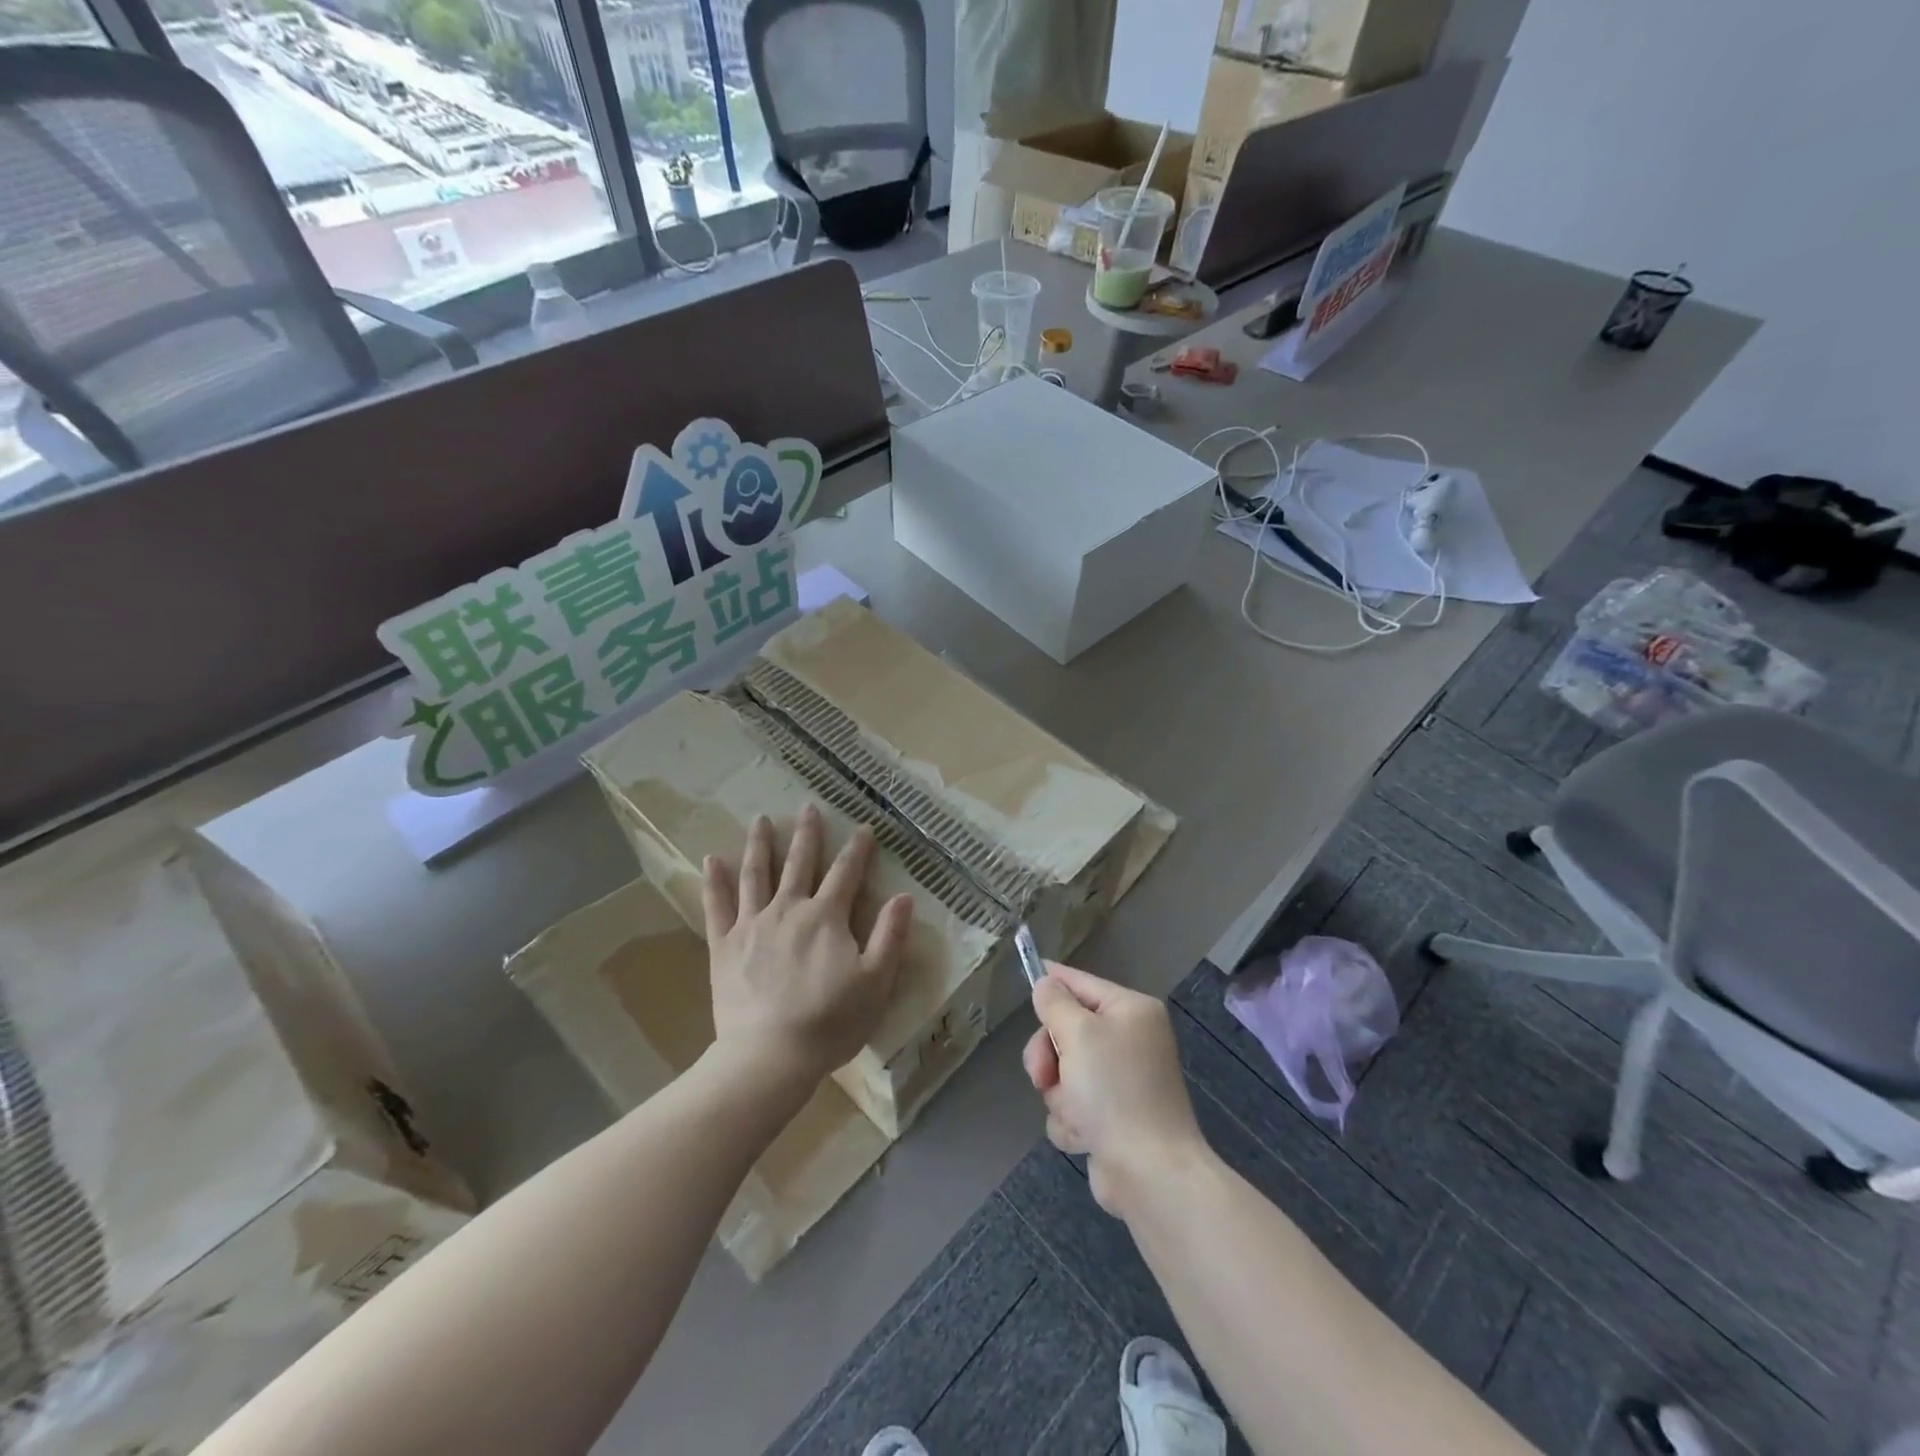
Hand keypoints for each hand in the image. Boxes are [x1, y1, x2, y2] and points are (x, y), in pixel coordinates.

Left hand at [703, 805, 914, 1094]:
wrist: (769, 1055)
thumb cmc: (830, 1022)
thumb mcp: (876, 982)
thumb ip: (890, 936)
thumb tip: (904, 896)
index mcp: (826, 917)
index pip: (846, 873)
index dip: (858, 849)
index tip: (864, 827)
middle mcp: (789, 909)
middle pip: (799, 863)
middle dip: (807, 834)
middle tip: (808, 807)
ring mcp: (752, 925)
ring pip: (756, 874)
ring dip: (760, 845)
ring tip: (761, 820)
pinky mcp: (724, 946)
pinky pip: (717, 906)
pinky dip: (714, 881)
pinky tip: (711, 859)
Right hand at [1023, 962, 1207, 1218]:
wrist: (1149, 1172)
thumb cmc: (1114, 1090)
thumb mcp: (1077, 1033)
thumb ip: (1055, 1003)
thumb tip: (1046, 983)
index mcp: (1131, 1011)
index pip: (1082, 983)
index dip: (1052, 981)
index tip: (1028, 974)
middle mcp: (1131, 1040)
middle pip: (1068, 1030)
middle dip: (1049, 1055)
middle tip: (1042, 1075)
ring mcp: (1123, 1081)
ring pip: (1065, 1071)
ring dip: (1059, 1094)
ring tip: (1074, 1113)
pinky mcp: (1114, 1118)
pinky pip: (1074, 1105)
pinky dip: (1072, 1120)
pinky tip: (1084, 1136)